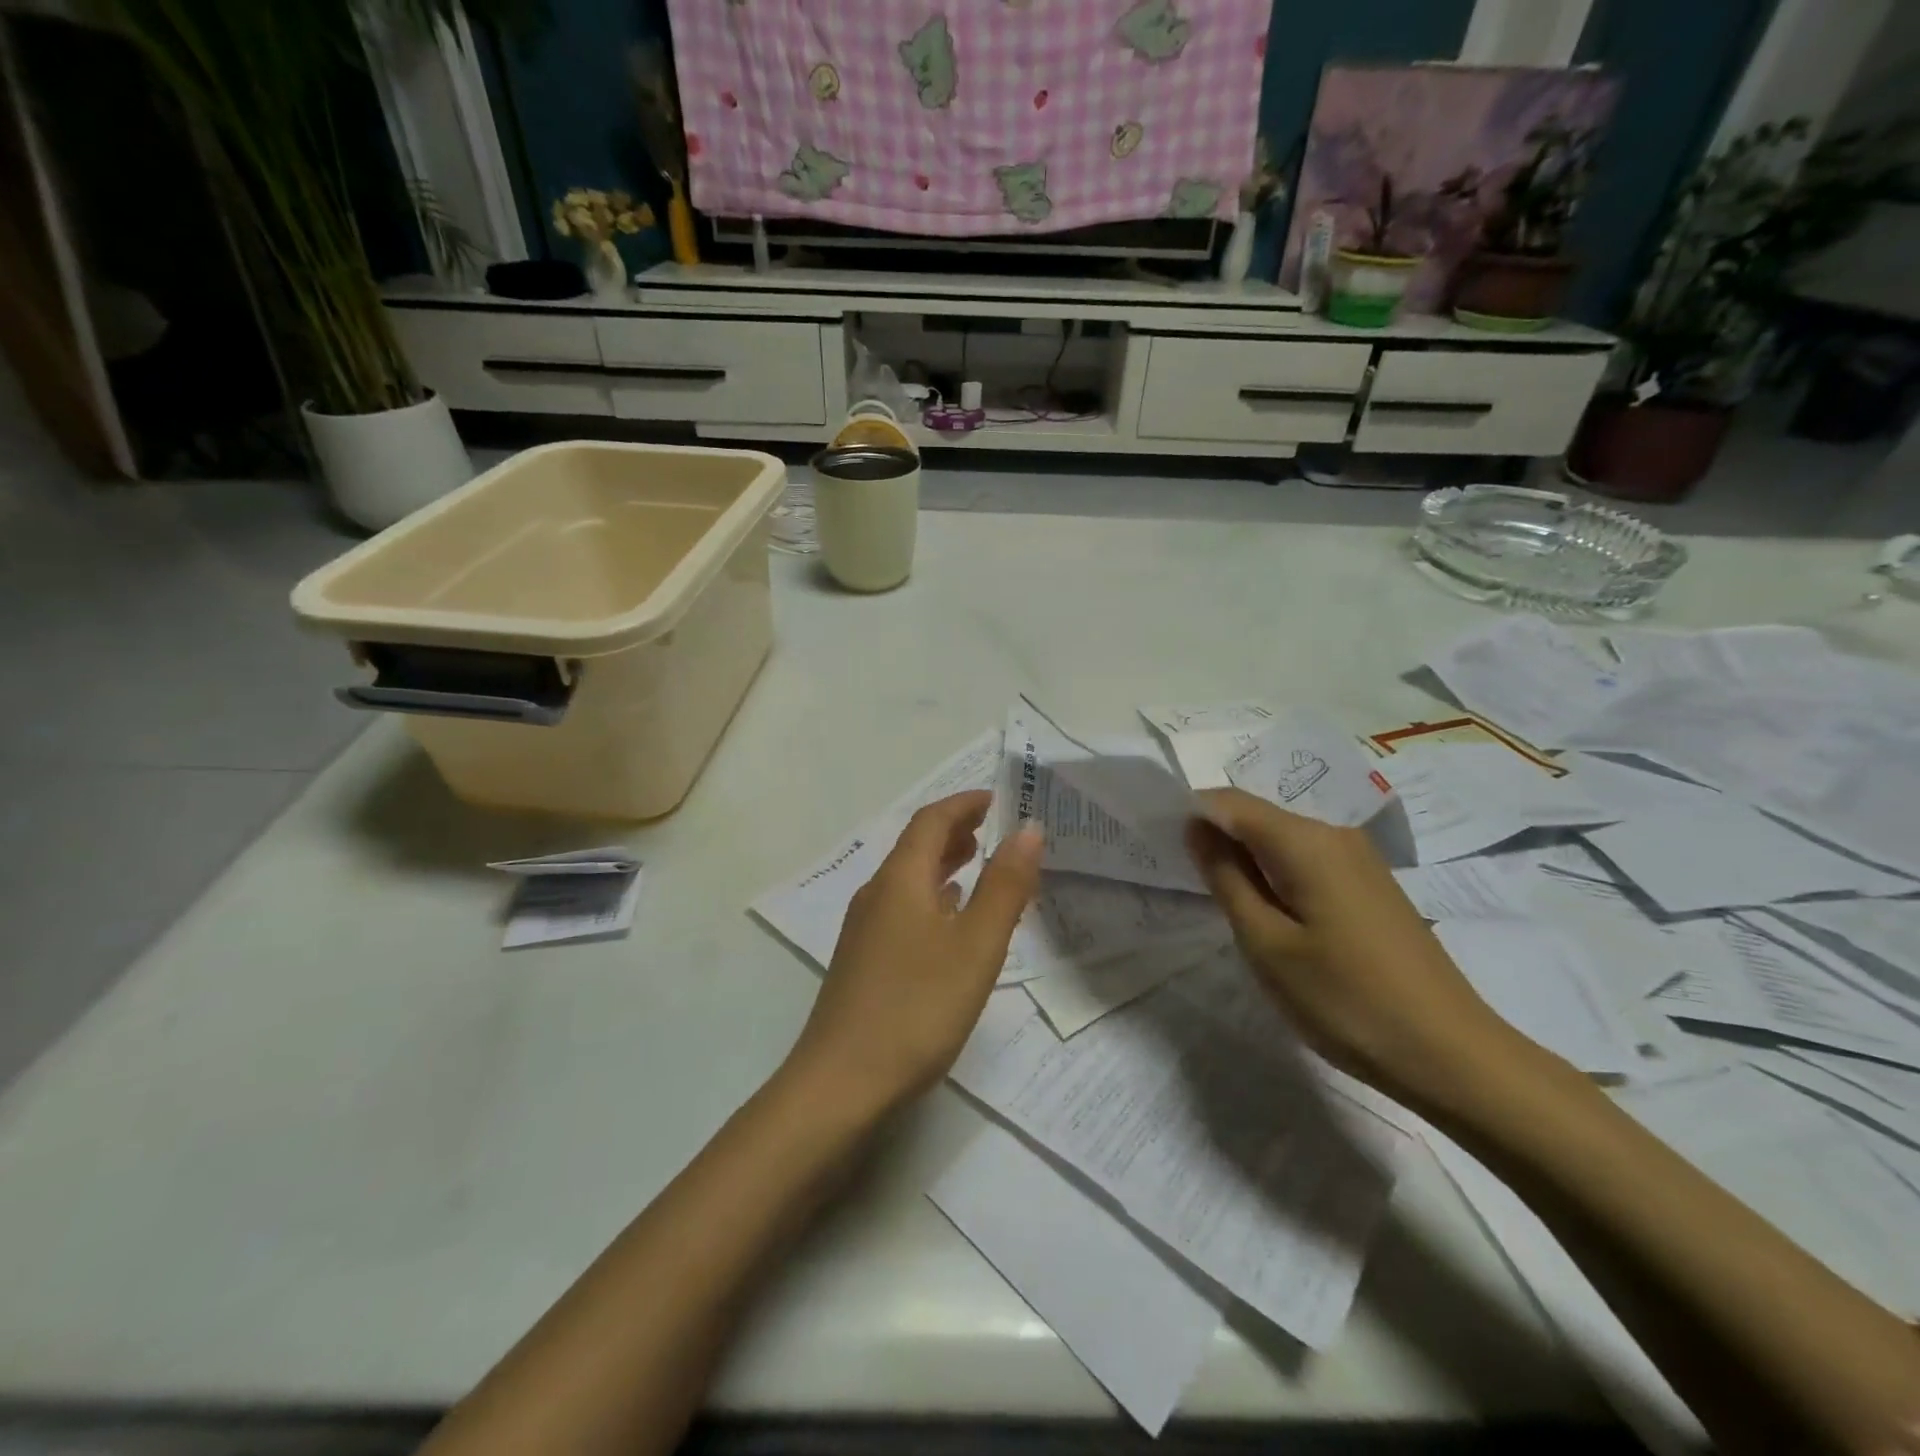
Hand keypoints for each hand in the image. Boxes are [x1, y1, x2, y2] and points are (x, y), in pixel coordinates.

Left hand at [787, 791, 1042, 1118]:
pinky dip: (932, 898)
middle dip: (955, 830)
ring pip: (908, 879)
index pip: (931, 821)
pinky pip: (903, 909)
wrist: (841, 1084)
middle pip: (916, 846)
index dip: (964, 804)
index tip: (997, 798)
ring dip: (943, 863)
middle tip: (994, 828)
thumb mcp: (975, 946)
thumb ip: (1004, 886)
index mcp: (900, 880)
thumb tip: (1028, 829)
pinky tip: (949, 921)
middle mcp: (876, 895)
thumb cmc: (916, 1008)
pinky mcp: (863, 961)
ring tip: (979, 863)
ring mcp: (864, 930)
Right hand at [1184, 788, 1519, 1107]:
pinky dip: (1276, 876)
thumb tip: (1196, 827)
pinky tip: (1270, 914)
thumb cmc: (1345, 1000)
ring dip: (1246, 860)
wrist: (1452, 1055)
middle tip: (1186, 881)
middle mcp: (1334, 834)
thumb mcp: (1266, 943)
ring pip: (1282, 840)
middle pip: (1257, 816)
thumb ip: (1226, 877)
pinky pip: (1307, 861)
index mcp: (1306, 841)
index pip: (1229, 802)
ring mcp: (1359, 859)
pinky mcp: (1370, 886)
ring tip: (1223, 902)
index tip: (1160, 845)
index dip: (1190, 814)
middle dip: (1217, 838)